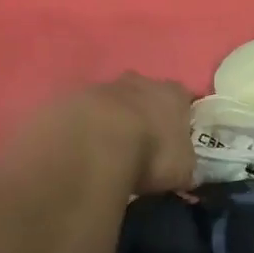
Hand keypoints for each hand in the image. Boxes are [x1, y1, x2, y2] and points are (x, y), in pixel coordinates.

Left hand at [65, 73, 197, 194]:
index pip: (183, 98)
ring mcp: (101, 86)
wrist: (94, 144)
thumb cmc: (151, 153)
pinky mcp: (69, 98)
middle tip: (139, 142)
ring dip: (110, 119)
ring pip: (110, 100)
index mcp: (172, 94)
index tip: (176, 136)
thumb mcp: (181, 170)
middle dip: (142, 112)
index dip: (180, 116)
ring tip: (106, 150)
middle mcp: (138, 81)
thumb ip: (184, 164)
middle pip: (144, 92)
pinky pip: (81, 113)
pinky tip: (81, 149)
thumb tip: (184, 171)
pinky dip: (83, 127)